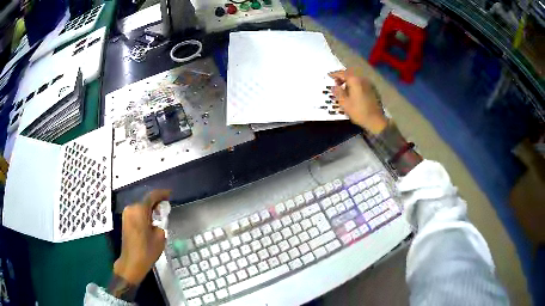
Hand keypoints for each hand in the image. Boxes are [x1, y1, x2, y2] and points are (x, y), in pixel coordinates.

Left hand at [113, 189, 170, 284]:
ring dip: (150, 209)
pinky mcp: (125, 221)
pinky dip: (144, 214)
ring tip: (160, 214)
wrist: (132, 262)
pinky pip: (137, 213)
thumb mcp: (160, 236)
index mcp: (139, 210)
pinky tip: (151, 220)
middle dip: (156, 203)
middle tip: (166, 207)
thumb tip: (157, 220)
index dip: (162, 194)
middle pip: (146, 201)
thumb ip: (160, 223)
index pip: (152, 196)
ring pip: (141, 207)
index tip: (170, 193)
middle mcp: (131, 208)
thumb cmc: (147, 250)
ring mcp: (126, 214)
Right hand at [329, 69, 387, 134]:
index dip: (335, 74)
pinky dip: (356, 85)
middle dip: (342, 77)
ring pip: (356, 79)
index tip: (329, 75)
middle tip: (336, 82)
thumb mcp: (345, 103)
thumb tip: (334, 87)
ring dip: (349, 81)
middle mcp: (363, 79)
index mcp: (355, 81)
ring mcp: (369, 84)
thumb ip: (338, 93)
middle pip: (350, 74)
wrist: (376, 120)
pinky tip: (353, 92)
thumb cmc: (359, 112)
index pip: (342, 74)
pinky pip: (362, 83)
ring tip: (344, 88)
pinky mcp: (373, 90)